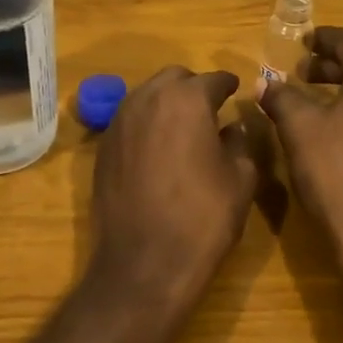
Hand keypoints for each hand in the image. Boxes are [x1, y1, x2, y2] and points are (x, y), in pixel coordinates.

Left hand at [87, 68, 259, 305]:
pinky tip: (159, 150)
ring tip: (185, 128)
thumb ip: (240, 142)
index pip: (213, 79)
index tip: (236, 91)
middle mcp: (147, 100)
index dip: (229, 85)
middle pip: (174, 78)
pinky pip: (130, 121)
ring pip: (147, 96)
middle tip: (211, 109)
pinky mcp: (102, 148)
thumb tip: (233, 126)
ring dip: (167, 103)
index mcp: (187, 100)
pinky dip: (147, 125)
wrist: (144, 264)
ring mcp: (119, 122)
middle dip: (194, 88)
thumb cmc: (203, 218)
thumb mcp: (240, 179)